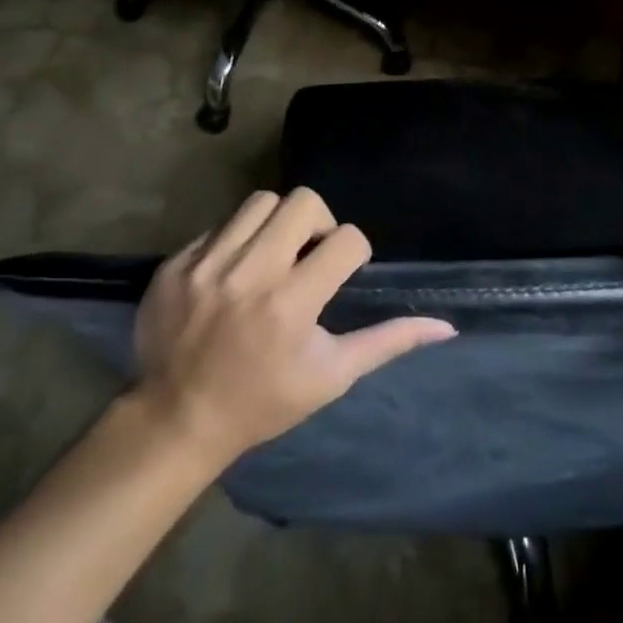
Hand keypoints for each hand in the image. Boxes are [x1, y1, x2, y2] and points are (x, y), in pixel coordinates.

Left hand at [133, 188, 455, 466]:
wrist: (176, 420)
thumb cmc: (263, 401)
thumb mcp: (331, 376)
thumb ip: (387, 342)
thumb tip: (445, 325)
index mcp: (292, 303)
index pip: (347, 239)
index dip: (355, 252)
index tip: (342, 273)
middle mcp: (250, 273)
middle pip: (303, 202)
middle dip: (319, 222)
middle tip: (311, 252)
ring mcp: (207, 264)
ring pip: (260, 202)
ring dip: (277, 222)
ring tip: (273, 254)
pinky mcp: (176, 263)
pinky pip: (220, 225)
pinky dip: (236, 240)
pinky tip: (234, 272)